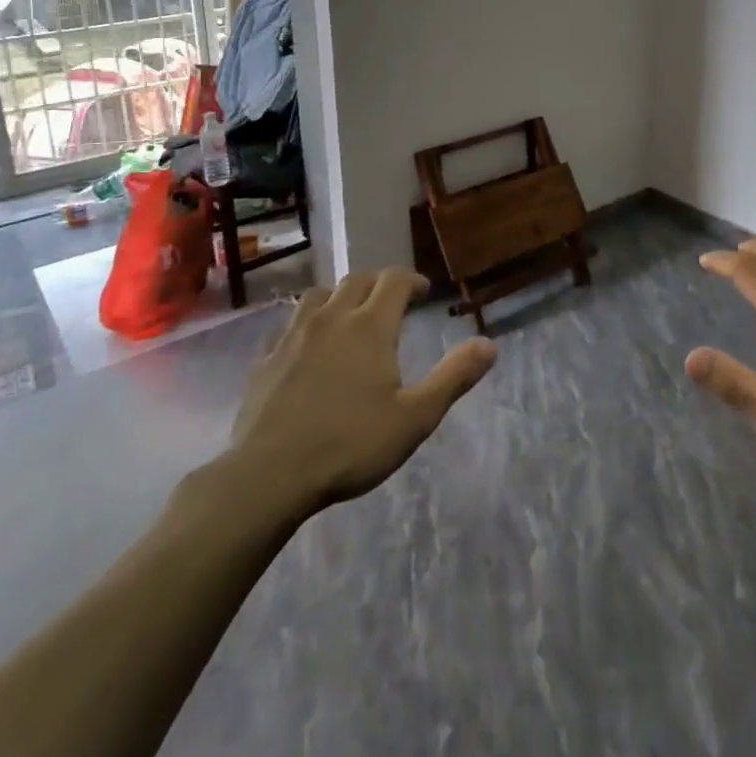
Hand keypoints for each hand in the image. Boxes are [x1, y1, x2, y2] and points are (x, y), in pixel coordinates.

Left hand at [216, 268, 498, 516]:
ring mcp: (293, 336)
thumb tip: (489, 344)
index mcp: (370, 326)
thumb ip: (453, 377)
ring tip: (350, 314)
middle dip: (379, 284)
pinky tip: (308, 346)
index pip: (394, 281)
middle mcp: (332, 318)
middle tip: (393, 301)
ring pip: (319, 295)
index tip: (423, 292)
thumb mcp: (415, 418)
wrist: (268, 476)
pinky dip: (306, 323)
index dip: (412, 280)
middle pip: (357, 280)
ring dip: (340, 296)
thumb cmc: (350, 445)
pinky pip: (288, 324)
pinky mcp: (266, 359)